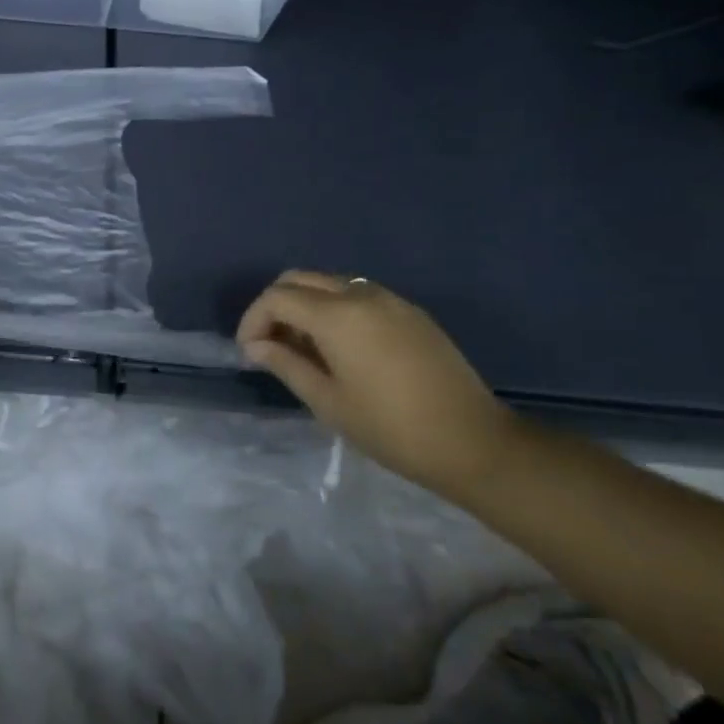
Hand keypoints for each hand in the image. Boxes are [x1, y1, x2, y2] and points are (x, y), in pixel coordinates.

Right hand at [235, 270, 523, 496]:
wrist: (474, 443)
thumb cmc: (390, 427)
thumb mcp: (327, 401)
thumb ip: (285, 364)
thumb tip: (255, 347)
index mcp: (337, 316)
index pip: (277, 298)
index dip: (253, 320)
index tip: (250, 353)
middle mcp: (361, 295)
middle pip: (300, 280)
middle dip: (276, 306)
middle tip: (271, 345)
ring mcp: (391, 301)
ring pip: (330, 284)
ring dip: (306, 306)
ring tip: (303, 349)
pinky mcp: (411, 314)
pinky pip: (358, 296)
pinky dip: (335, 310)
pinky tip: (340, 349)